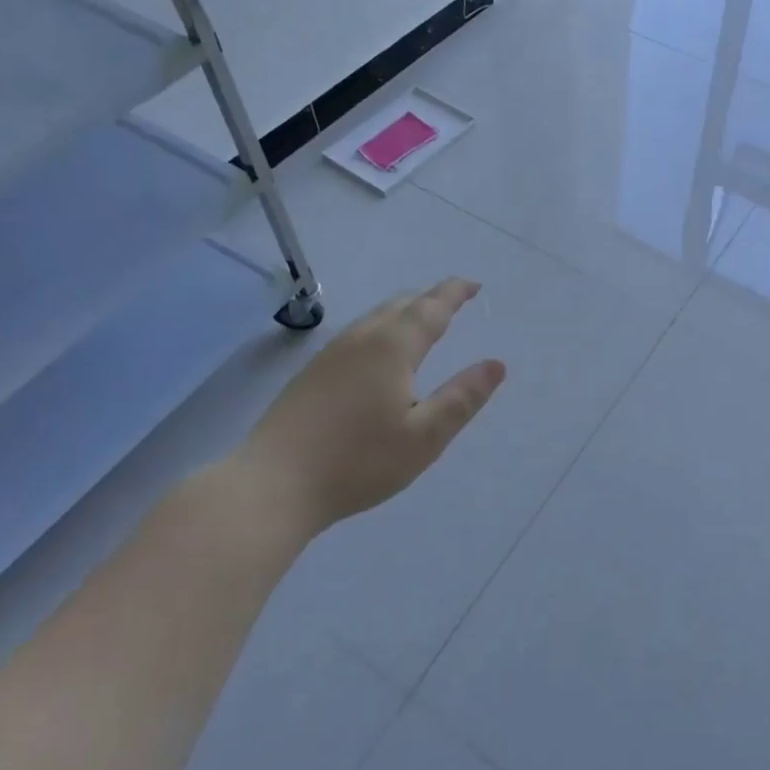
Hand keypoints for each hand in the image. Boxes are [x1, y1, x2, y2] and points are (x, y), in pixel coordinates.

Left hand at [227, 279, 506, 536]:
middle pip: (401, 304)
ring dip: (405, 311)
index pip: (432, 308)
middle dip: (431, 298)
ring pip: (376, 317)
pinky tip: (380, 351)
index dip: (455, 293)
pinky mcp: (311, 372)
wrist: (273, 484)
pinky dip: (383, 327)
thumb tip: (496, 365)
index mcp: (393, 347)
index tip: (474, 285)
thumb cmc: (358, 461)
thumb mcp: (424, 437)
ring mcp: (331, 353)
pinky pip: (358, 332)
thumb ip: (462, 398)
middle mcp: (361, 339)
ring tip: (423, 320)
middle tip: (454, 300)